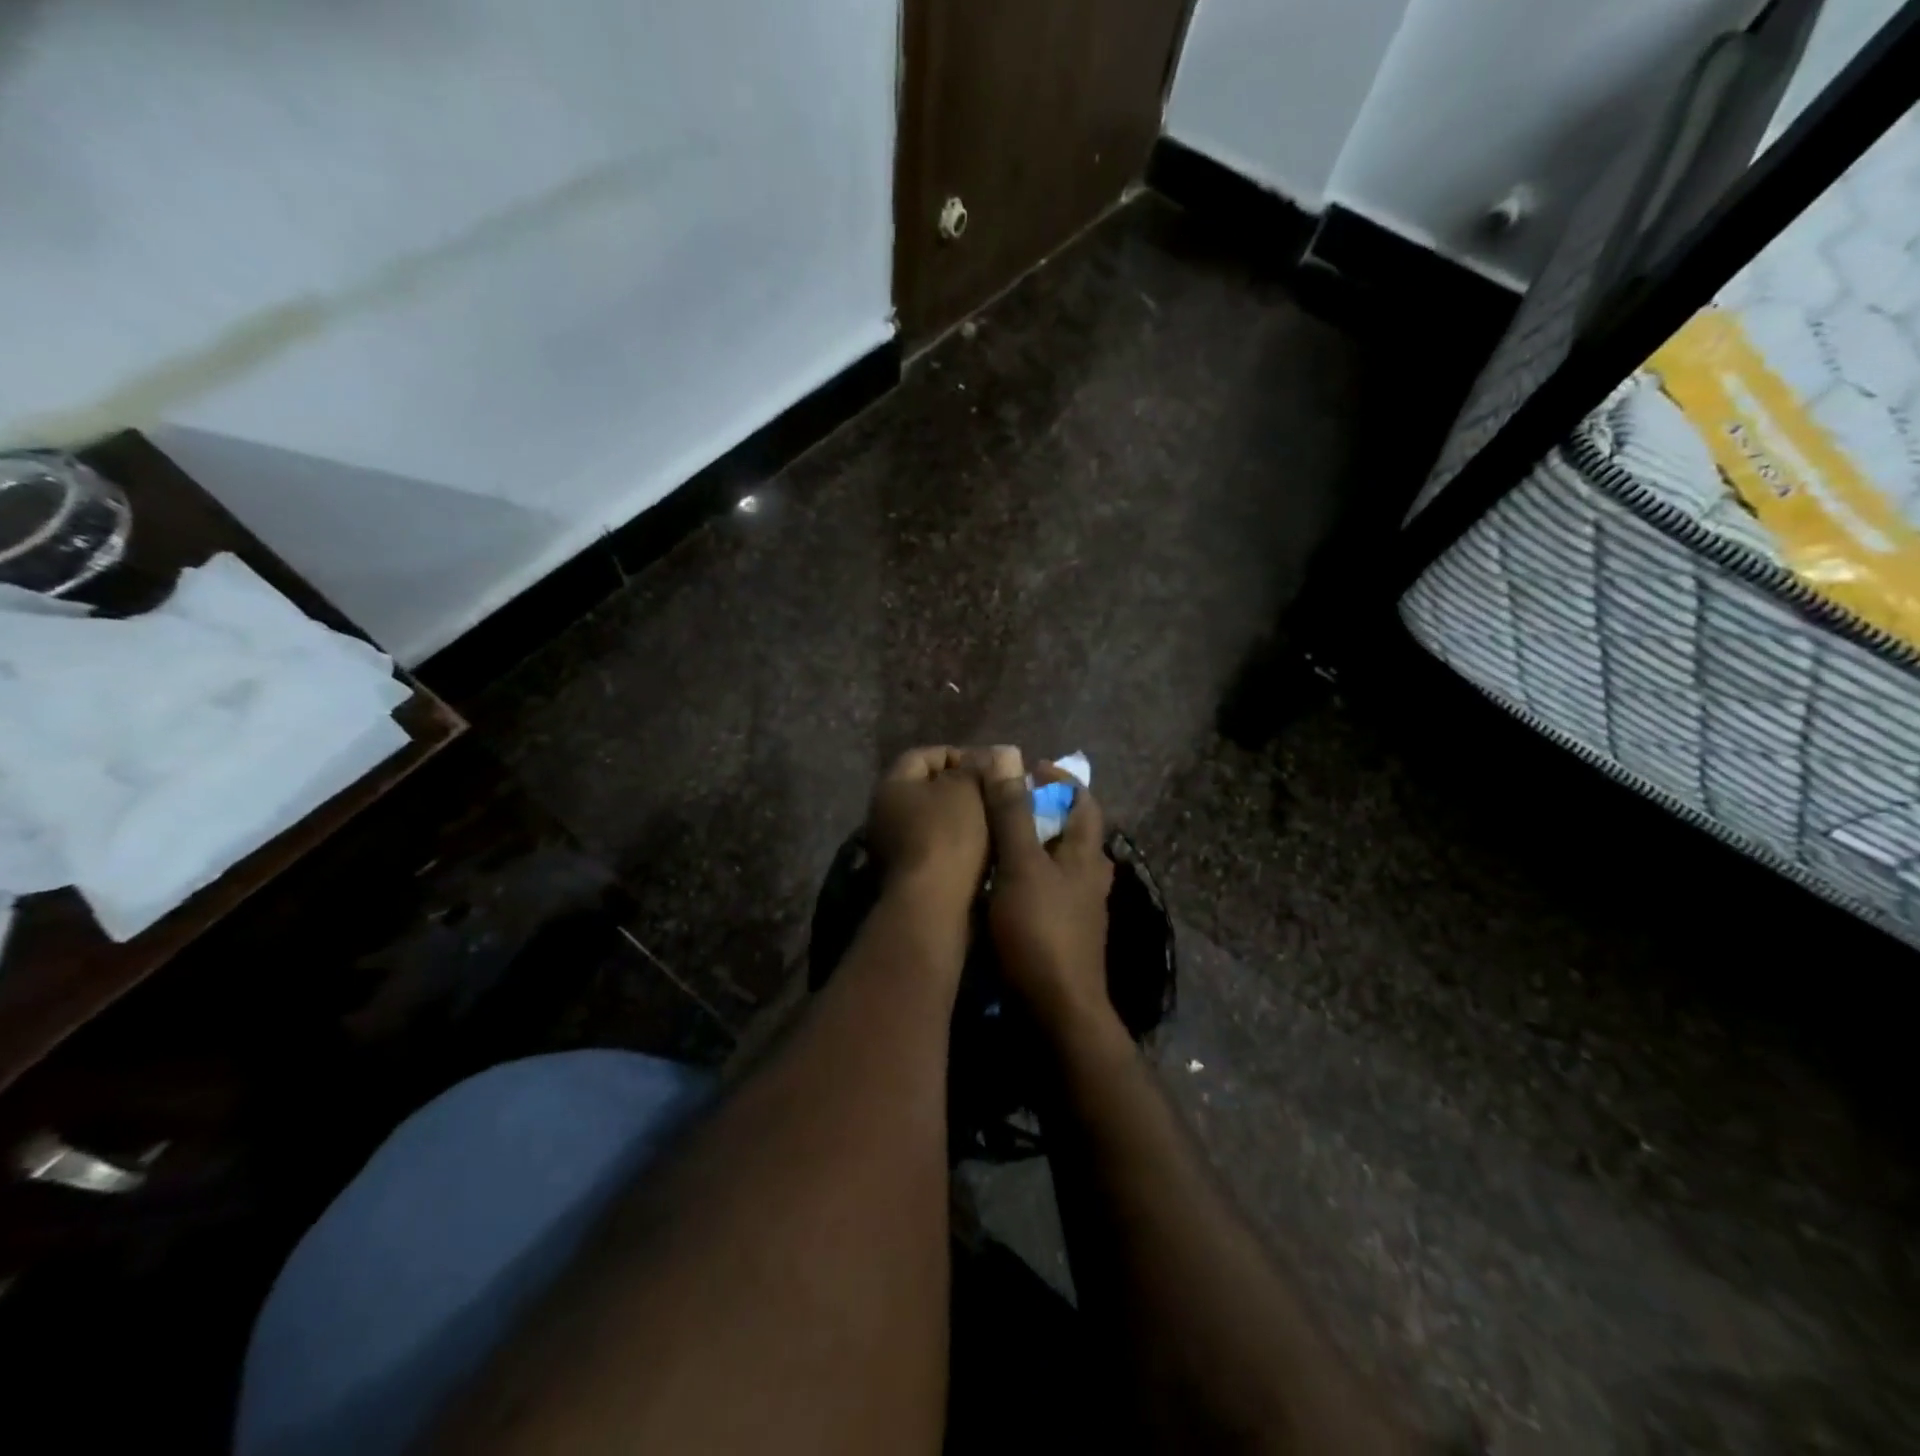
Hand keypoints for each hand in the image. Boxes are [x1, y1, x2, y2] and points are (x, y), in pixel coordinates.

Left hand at [868, 747, 990, 913]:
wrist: (933, 904)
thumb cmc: (948, 836)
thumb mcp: (967, 790)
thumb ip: (977, 768)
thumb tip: (991, 753)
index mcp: (891, 785)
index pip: (924, 755)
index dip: (958, 755)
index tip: (988, 768)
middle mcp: (882, 813)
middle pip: (926, 790)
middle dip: (961, 790)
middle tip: (993, 795)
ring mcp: (891, 848)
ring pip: (933, 822)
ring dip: (962, 820)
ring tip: (995, 823)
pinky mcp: (906, 876)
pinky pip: (935, 849)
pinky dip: (957, 846)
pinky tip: (983, 851)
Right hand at [978, 747, 1116, 1039]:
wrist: (1057, 1011)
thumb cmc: (1039, 931)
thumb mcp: (1020, 865)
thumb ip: (1012, 814)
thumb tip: (1006, 758)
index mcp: (1086, 854)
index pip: (1083, 800)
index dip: (1058, 779)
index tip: (1025, 768)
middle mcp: (1090, 876)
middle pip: (1071, 830)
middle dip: (1042, 810)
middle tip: (1003, 802)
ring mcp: (1080, 908)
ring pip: (1058, 861)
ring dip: (1033, 844)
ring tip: (995, 838)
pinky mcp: (1064, 933)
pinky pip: (1047, 889)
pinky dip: (1027, 875)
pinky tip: (999, 883)